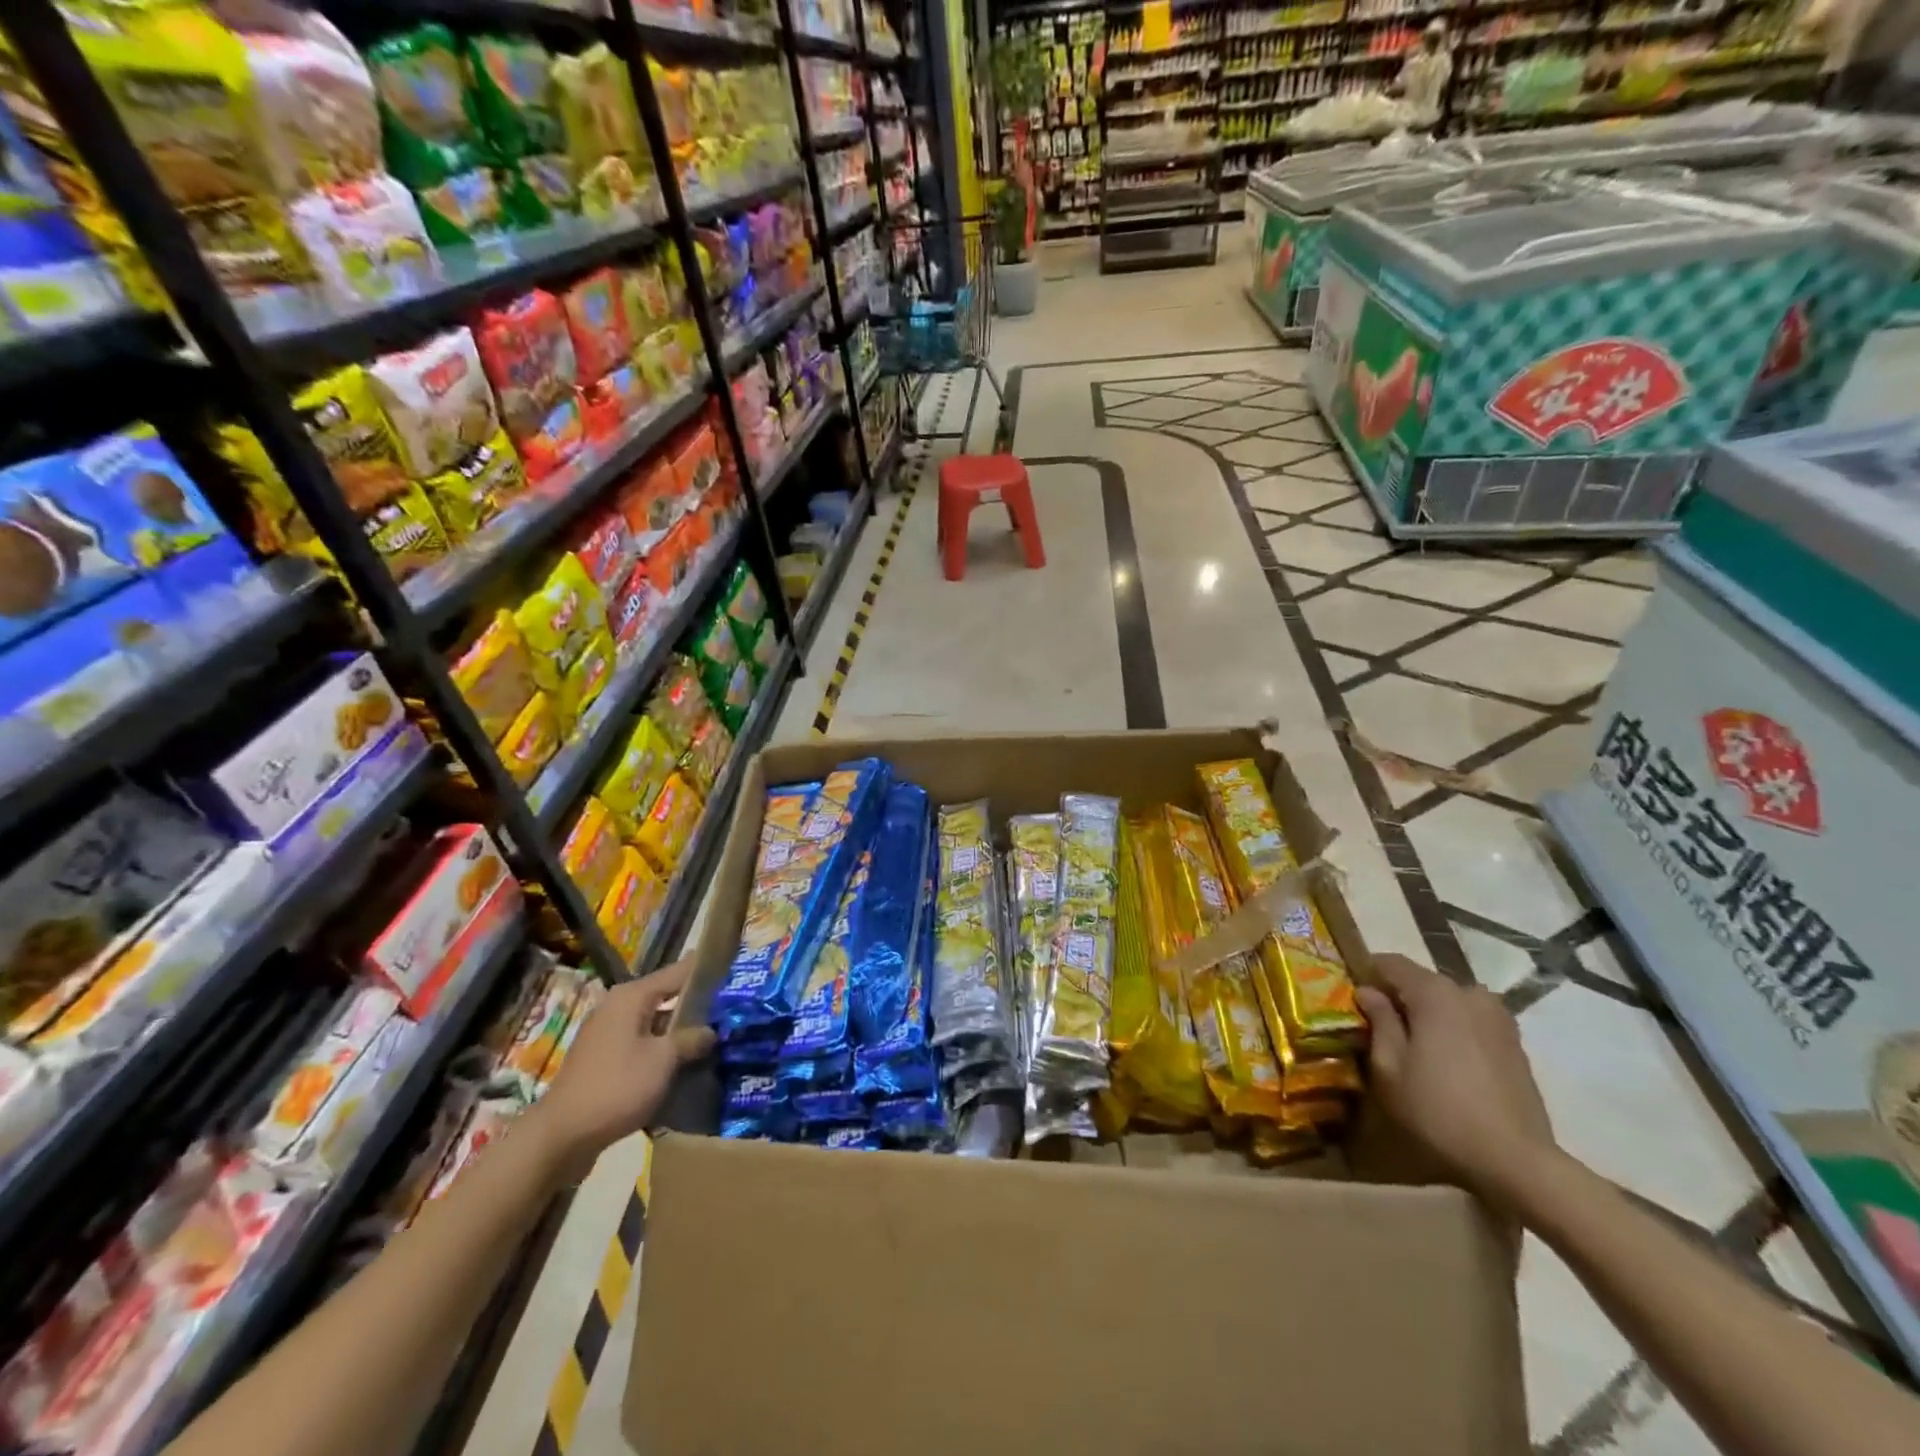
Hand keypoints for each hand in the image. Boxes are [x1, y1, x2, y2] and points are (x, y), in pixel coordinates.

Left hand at [528, 959, 715, 1181]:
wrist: (561, 1137)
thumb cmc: (616, 1087)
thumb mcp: (663, 1061)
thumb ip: (691, 1039)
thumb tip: (712, 1030)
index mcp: (632, 997)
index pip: (678, 972)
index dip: (706, 969)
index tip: (734, 968)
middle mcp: (618, 1007)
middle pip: (666, 996)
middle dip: (697, 1004)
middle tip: (732, 1009)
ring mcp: (608, 1034)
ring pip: (655, 1024)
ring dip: (680, 1032)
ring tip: (715, 1038)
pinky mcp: (604, 1060)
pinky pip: (642, 1045)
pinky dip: (662, 1050)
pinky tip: (685, 1065)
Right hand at [1355, 954, 1559, 1208]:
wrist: (1515, 1160)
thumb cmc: (1438, 1110)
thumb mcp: (1390, 1067)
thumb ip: (1379, 1020)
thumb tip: (1368, 992)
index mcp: (1435, 993)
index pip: (1391, 962)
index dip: (1367, 973)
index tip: (1352, 995)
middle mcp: (1470, 994)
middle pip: (1423, 981)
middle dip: (1399, 997)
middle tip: (1379, 1025)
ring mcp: (1499, 1018)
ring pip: (1450, 1002)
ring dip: (1429, 1014)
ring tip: (1414, 1045)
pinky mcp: (1515, 1043)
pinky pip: (1472, 1021)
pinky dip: (1454, 1030)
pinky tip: (1446, 1062)